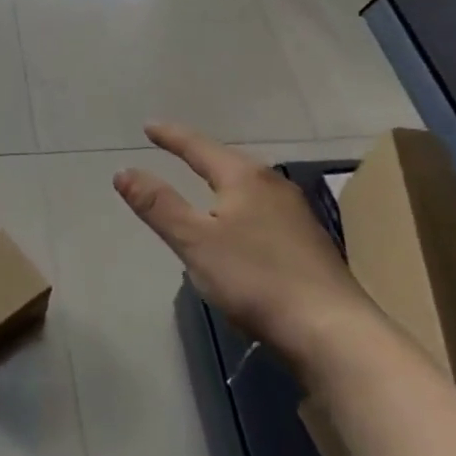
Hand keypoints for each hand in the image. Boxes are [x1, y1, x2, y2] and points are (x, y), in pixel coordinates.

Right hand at [115, 124, 372, 355]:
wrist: (331, 330)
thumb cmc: (255, 279)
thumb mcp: (195, 241)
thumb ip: (158, 205)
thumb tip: (123, 171)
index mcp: (245, 178)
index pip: (199, 147)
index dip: (171, 136)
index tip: (149, 126)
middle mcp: (273, 186)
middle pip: (228, 162)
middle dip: (200, 155)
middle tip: (174, 148)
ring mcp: (296, 215)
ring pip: (248, 187)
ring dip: (222, 181)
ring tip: (204, 182)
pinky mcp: (307, 243)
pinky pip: (262, 210)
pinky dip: (239, 207)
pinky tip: (239, 226)